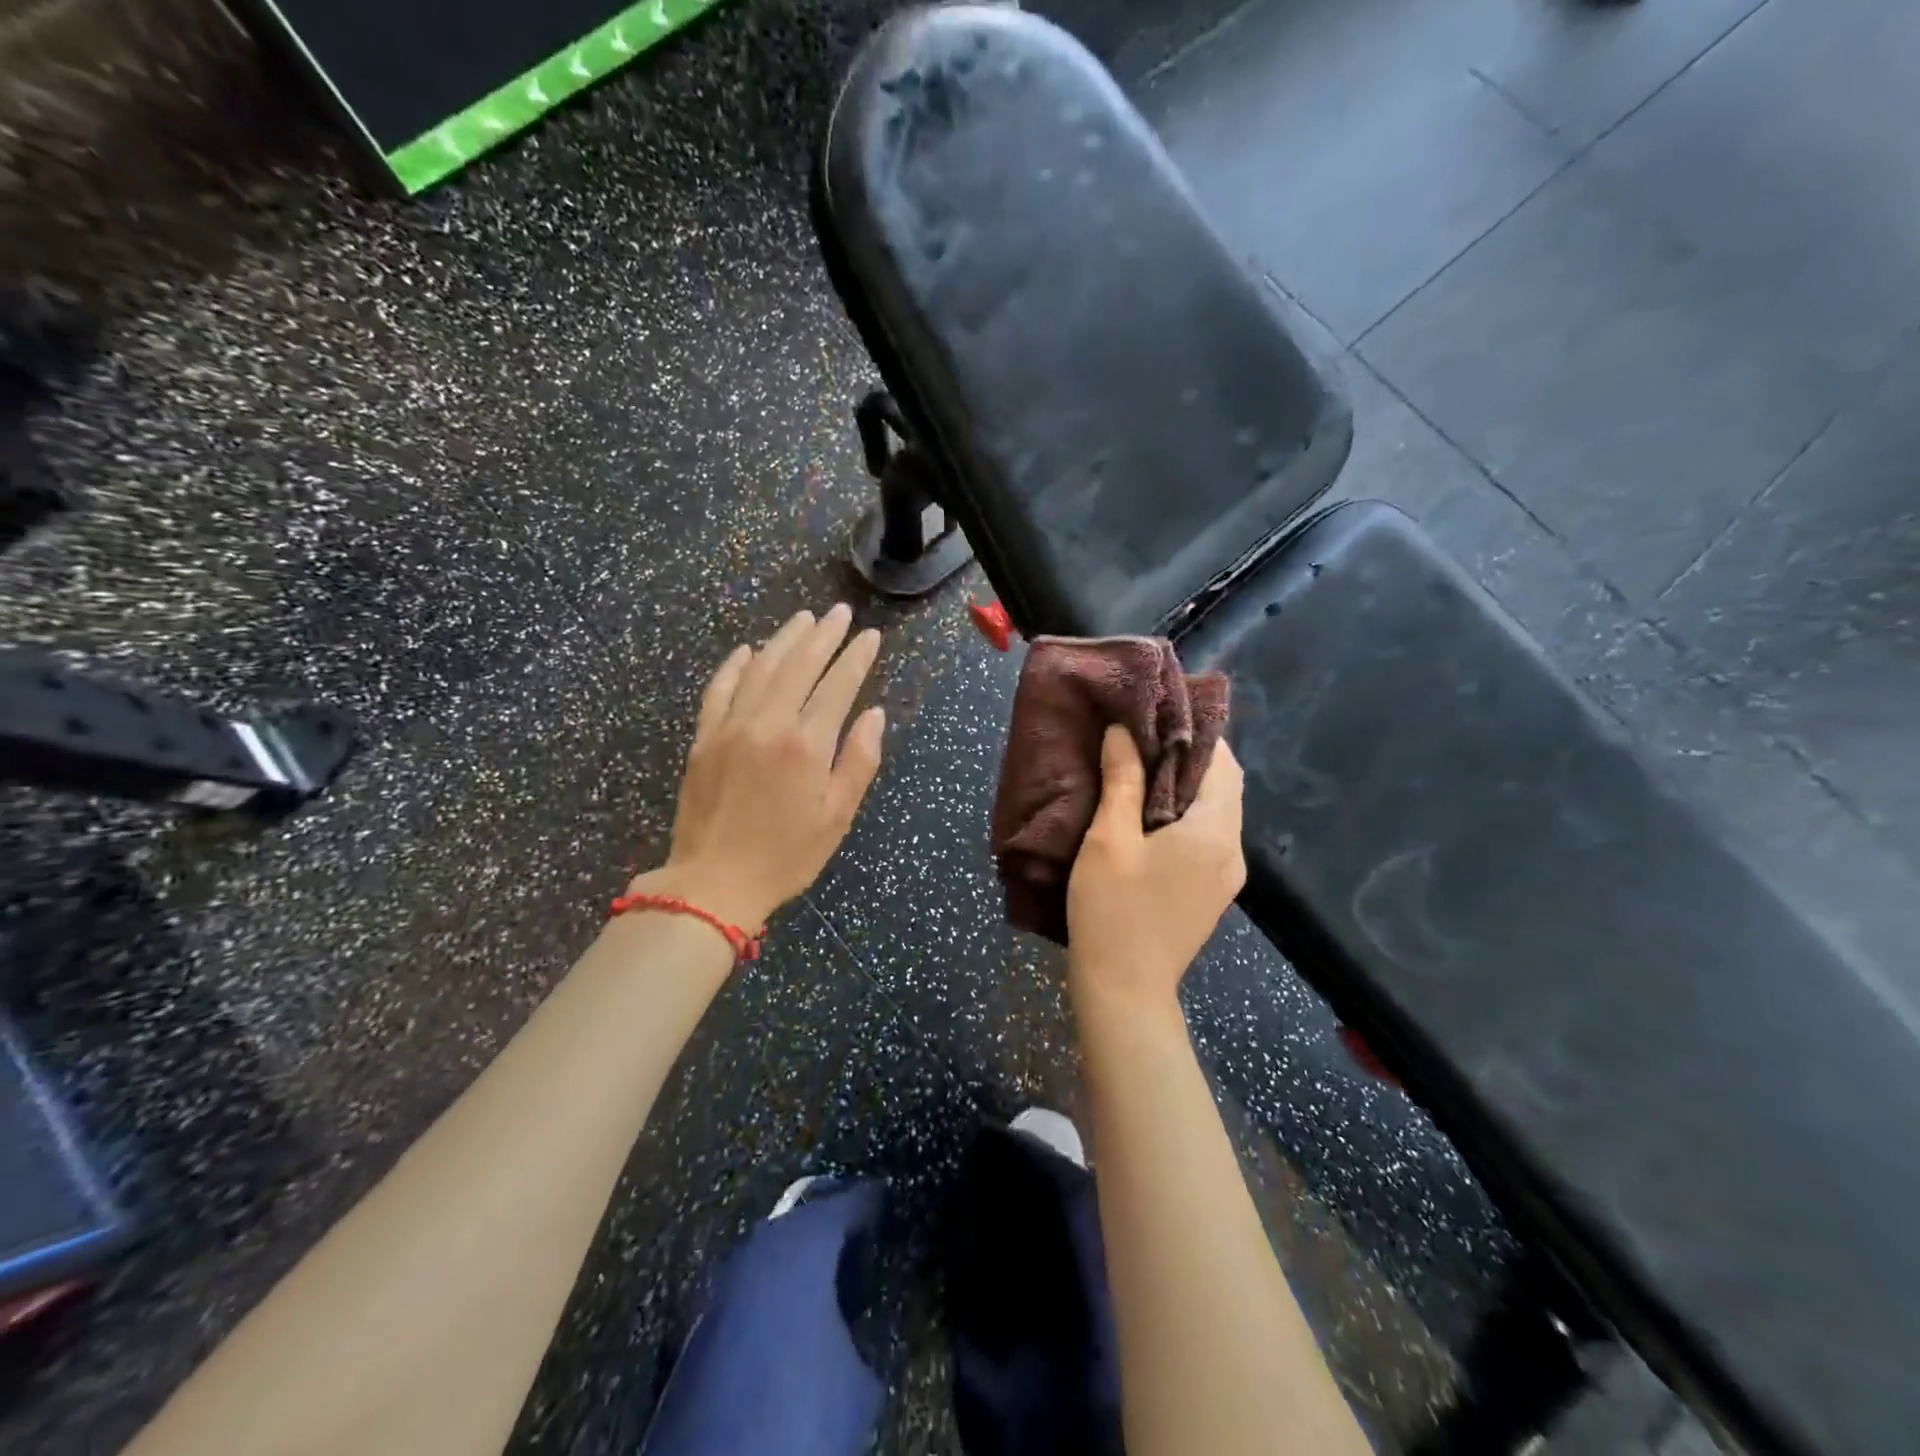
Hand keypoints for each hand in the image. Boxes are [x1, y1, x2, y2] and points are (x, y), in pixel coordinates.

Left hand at [631, 605, 884, 928]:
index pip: (837, 686)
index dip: (856, 658)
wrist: (713, 884)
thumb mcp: (837, 817)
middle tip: (840, 612)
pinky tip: (749, 650)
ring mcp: (730, 727)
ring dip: (784, 640)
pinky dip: (735, 665)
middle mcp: (768, 724)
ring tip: (804, 618)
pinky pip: (719, 689)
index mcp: (806, 745)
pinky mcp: (703, 738)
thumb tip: (874, 715)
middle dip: (824, 636)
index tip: (871, 636)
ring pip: (761, 668)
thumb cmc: (786, 856)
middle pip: (799, 666)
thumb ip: (858, 761)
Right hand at [1066, 726, 1245, 1019]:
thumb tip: (1123, 731)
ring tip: (1140, 770)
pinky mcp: (1211, 894)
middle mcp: (1232, 851)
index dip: (1196, 733)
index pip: (1223, 763)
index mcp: (1215, 832)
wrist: (1124, 990)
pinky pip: (1207, 837)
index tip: (1158, 716)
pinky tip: (1148, 816)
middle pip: (1224, 787)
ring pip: (1216, 813)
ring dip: (1186, 787)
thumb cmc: (1113, 910)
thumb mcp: (1109, 839)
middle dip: (1190, 758)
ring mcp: (1226, 877)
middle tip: (1142, 739)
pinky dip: (1185, 816)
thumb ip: (1121, 780)